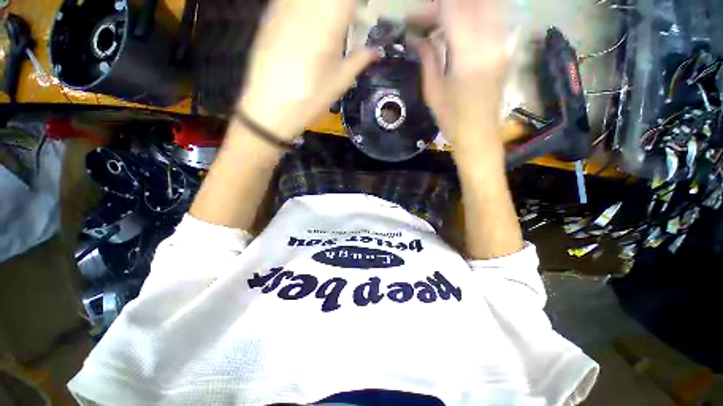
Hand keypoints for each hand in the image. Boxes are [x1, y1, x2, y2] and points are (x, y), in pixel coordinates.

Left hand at [239, 0, 378, 140]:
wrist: (271, 107)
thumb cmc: (311, 98)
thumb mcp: (339, 82)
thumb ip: (359, 60)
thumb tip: (375, 51)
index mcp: (328, 24)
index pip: (346, 0)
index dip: (353, 6)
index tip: (359, 14)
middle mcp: (306, 8)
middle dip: (338, 7)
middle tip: (344, 20)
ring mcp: (284, 8)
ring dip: (321, 8)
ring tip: (327, 24)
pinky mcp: (269, 15)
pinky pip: (290, 1)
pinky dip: (303, 9)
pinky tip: (306, 25)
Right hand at [415, 0, 508, 148]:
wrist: (480, 136)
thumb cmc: (452, 120)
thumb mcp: (433, 92)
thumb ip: (427, 59)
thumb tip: (416, 38)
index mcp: (468, 55)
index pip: (452, 11)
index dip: (431, 9)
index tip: (414, 19)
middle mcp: (490, 42)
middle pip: (470, 4)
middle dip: (446, 6)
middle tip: (427, 19)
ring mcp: (501, 44)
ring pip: (485, 7)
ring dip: (462, 9)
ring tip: (442, 22)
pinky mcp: (504, 49)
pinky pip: (492, 18)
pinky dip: (475, 16)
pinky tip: (460, 27)